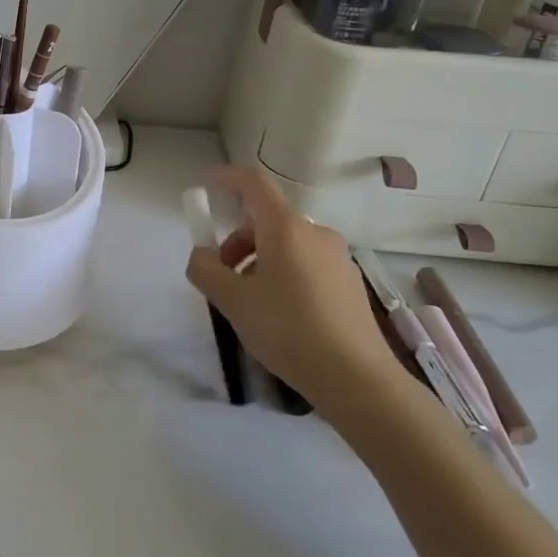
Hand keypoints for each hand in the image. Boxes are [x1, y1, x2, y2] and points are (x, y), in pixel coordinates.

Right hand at [185, 166, 402, 420]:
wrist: (356, 378)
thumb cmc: (287, 330)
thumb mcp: (232, 301)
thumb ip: (206, 270)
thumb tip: (201, 255)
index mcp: (286, 228)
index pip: (254, 183)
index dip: (227, 178)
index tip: (206, 186)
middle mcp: (315, 233)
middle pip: (267, 220)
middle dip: (237, 241)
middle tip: (222, 276)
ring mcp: (337, 258)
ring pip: (286, 245)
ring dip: (259, 261)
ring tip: (250, 302)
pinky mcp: (349, 283)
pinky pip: (306, 264)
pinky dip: (283, 274)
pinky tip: (280, 315)